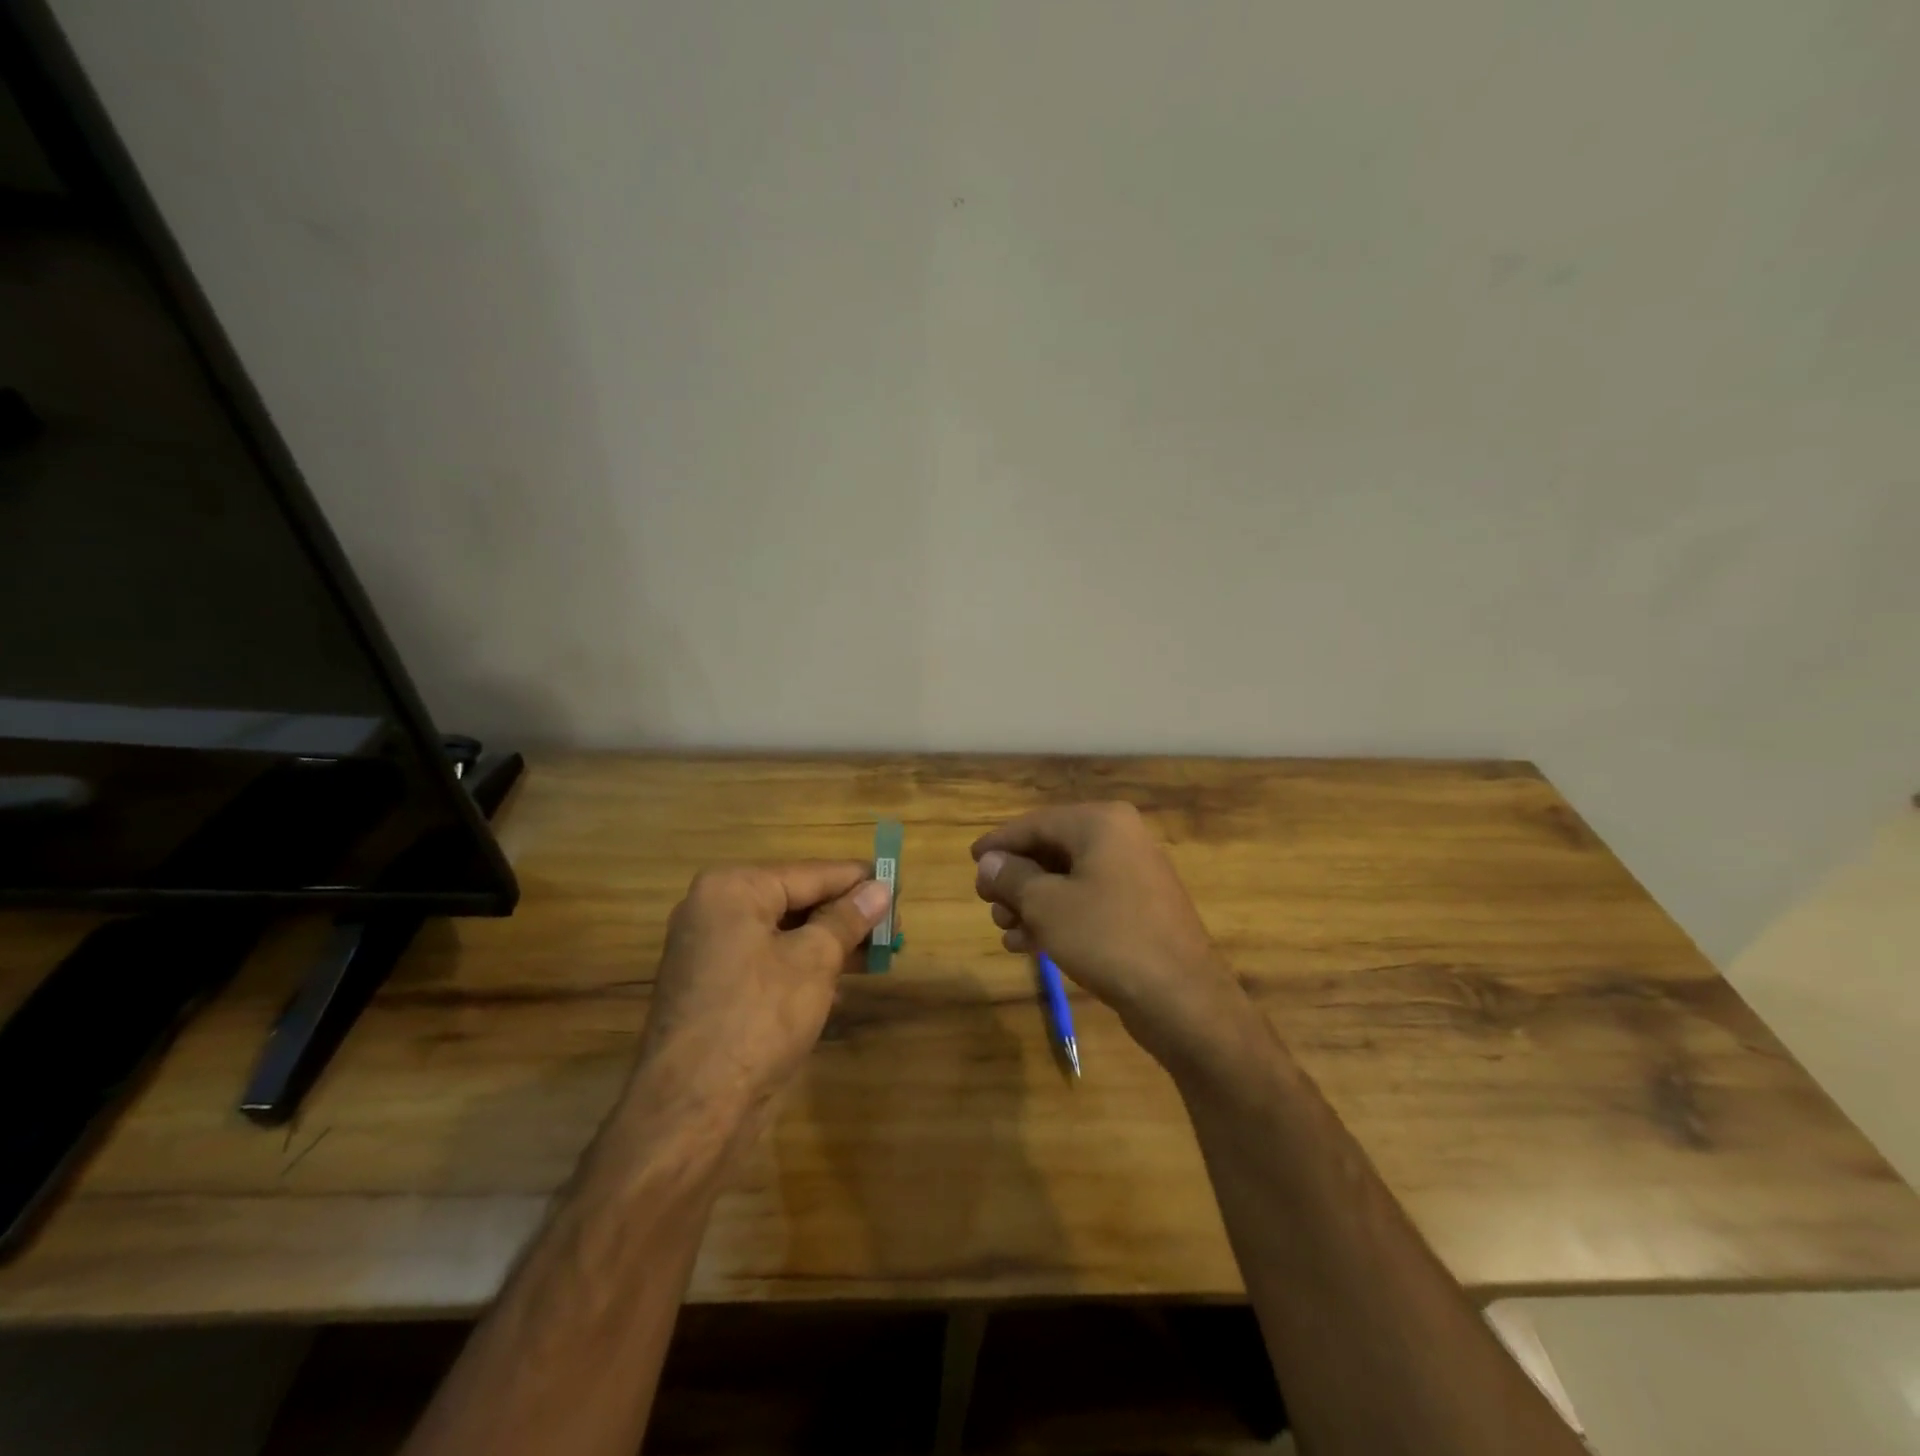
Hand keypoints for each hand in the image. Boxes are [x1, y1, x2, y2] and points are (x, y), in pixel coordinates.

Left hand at [636, 862, 888, 1116]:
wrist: (694, 1109)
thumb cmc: (758, 1018)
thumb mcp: (814, 961)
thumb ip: (848, 919)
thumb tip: (881, 888)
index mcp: (732, 889)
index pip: (810, 873)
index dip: (858, 880)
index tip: (898, 883)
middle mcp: (715, 911)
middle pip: (796, 901)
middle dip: (846, 915)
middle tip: (894, 926)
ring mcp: (711, 952)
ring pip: (785, 934)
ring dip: (831, 943)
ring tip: (880, 953)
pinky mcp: (716, 988)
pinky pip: (770, 962)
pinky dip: (805, 967)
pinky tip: (843, 982)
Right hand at [972, 803, 1248, 1067]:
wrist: (1181, 998)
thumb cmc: (1107, 937)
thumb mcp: (1046, 905)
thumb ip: (1012, 877)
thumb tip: (989, 862)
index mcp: (1101, 823)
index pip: (1036, 823)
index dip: (1000, 843)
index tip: (971, 859)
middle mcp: (1120, 839)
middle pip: (1052, 850)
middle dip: (1015, 879)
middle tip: (986, 902)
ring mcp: (1134, 875)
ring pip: (1068, 879)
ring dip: (1031, 902)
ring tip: (1003, 928)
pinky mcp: (1139, 909)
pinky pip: (1088, 902)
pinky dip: (1057, 917)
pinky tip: (1026, 944)